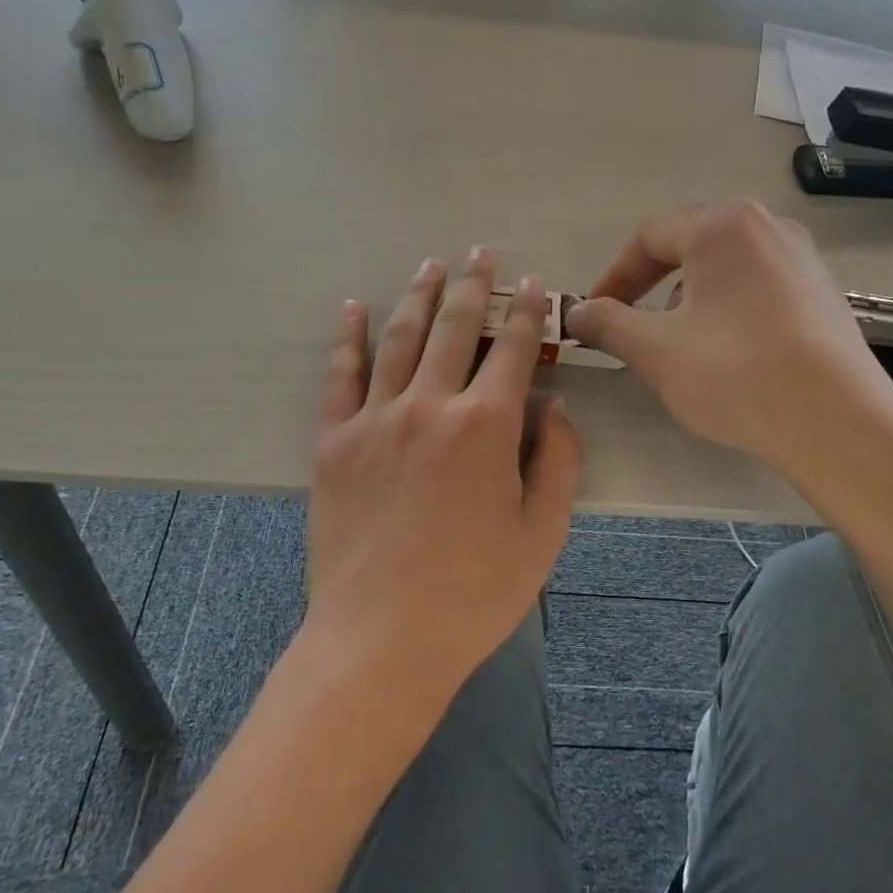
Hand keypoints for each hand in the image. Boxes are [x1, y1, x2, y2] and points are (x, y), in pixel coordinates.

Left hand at [304, 249, 581, 707]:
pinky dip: (348, 337)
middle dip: (472, 285)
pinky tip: (354, 308)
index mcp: (486, 426)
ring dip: (418, 296)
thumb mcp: (542, 534)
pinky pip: (340, 376)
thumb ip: (558, 462)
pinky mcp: (334, 442)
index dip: (528, 312)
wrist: (381, 640)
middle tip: (480, 253)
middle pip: (454, 328)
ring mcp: (375, 420)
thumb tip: (555, 409)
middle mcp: (429, 406)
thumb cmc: (473, 593)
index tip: (533, 285)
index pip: (513, 349)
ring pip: (399, 339)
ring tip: (430, 265)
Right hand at [567, 201, 892, 482]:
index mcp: (721, 226)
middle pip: (688, 246)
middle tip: (631, 328)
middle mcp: (766, 226)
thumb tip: (576, 311)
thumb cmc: (736, 375)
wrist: (837, 423)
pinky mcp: (822, 291)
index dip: (612, 278)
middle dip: (649, 288)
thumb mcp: (655, 350)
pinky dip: (726, 309)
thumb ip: (607, 323)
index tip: (592, 317)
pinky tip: (728, 353)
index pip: (647, 238)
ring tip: (680, 345)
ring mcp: (801, 257)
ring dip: (688, 300)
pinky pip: (757, 287)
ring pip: (723, 268)